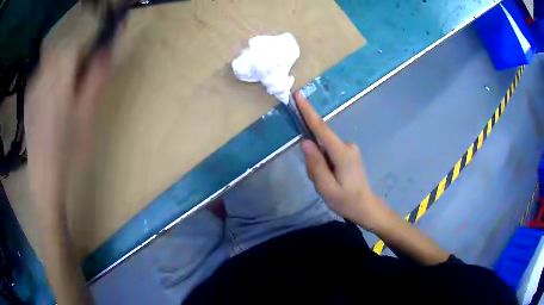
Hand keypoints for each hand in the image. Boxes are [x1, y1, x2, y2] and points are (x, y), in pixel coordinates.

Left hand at [25, 45, 112, 207]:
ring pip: (50, 62)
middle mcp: (43, 81)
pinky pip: (41, 75)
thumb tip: (108, 53)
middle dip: (73, 56)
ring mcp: (33, 90)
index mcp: (58, 83)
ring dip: (61, 65)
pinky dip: (49, 76)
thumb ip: (95, 82)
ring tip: (66, 88)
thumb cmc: (69, 153)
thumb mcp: (86, 118)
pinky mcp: (29, 99)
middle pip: (60, 51)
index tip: (93, 59)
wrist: (45, 180)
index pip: (73, 47)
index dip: (85, 48)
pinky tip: (52, 96)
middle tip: (80, 77)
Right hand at [295, 92, 386, 230]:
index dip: (308, 111)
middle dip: (313, 158)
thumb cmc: (346, 201)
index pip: (321, 128)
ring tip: (326, 183)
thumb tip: (305, 142)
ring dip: (319, 164)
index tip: (298, 95)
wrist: (366, 207)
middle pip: (320, 143)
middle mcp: (347, 145)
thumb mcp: (326, 187)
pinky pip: (329, 153)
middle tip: (318, 181)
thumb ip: (315, 164)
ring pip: (324, 150)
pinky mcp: (349, 153)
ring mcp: (350, 149)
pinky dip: (324, 164)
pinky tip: (330, 179)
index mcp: (342, 153)